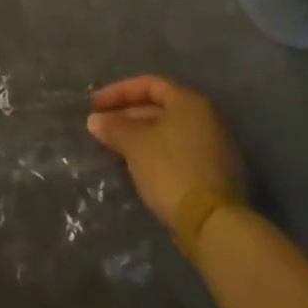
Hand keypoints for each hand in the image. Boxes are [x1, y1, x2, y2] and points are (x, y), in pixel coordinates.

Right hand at [87, 75, 243, 231]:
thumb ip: (113, 127)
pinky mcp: (212, 172)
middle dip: (126, 114)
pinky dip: (153, 151)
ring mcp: (213, 147)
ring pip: (167, 131)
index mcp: (190, 103)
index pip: (150, 84)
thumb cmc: (171, 170)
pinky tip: (133, 163)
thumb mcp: (135, 144)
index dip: (118, 91)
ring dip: (137, 134)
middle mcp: (206, 119)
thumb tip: (95, 120)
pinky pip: (176, 150)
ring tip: (111, 145)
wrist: (212, 223)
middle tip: (100, 126)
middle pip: (159, 107)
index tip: (94, 105)